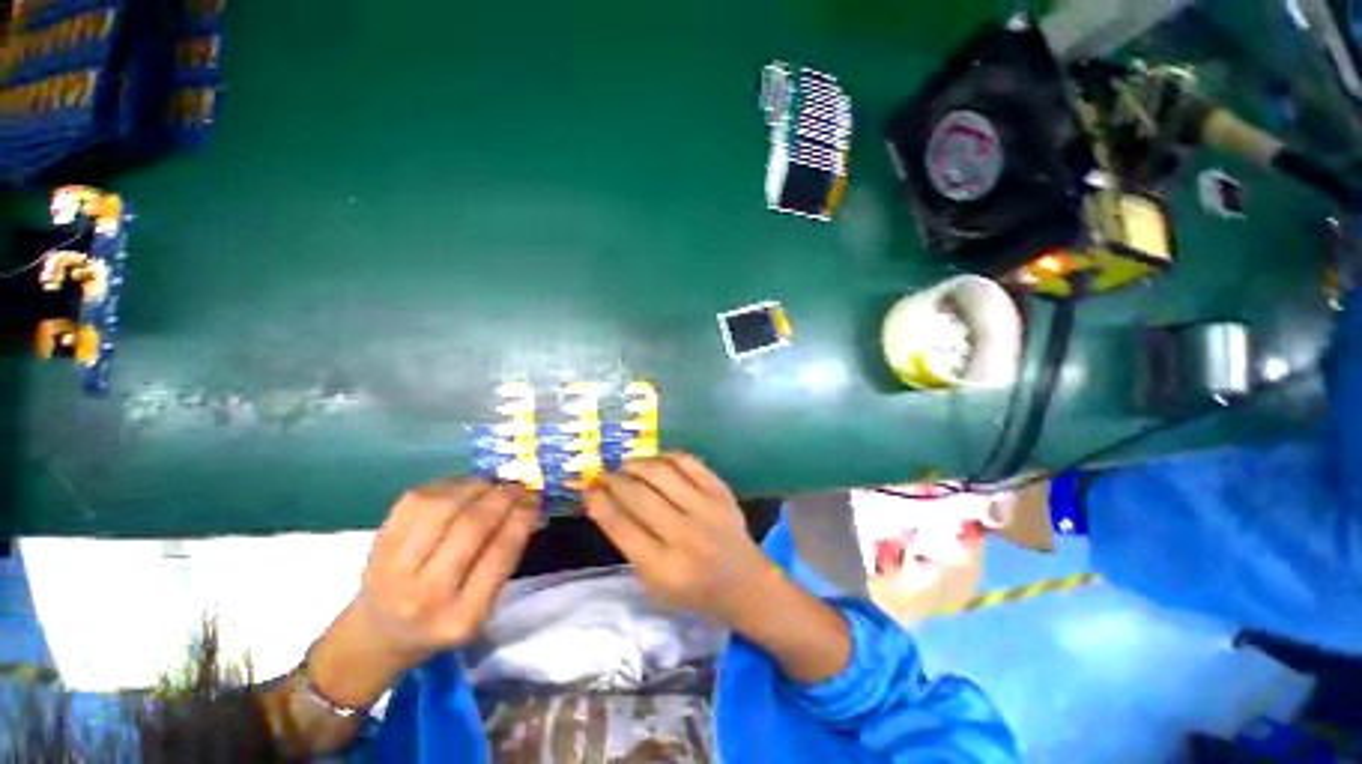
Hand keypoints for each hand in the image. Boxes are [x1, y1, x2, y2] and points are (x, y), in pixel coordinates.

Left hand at [355, 479, 538, 659]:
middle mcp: (425, 595)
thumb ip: (505, 560)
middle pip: (471, 526)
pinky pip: (415, 500)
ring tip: (492, 483)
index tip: (535, 499)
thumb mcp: (482, 607)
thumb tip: (529, 507)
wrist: (378, 635)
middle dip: (502, 497)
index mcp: (462, 617)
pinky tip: (462, 487)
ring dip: (476, 486)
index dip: (522, 517)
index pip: (500, 554)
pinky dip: (447, 485)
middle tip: (518, 486)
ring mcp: (394, 568)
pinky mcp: (377, 544)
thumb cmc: (442, 621)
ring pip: (442, 506)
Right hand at [583, 453, 776, 624]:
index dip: (599, 502)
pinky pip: (689, 463)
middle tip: (602, 474)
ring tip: (626, 465)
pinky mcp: (721, 492)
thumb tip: (607, 503)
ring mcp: (706, 509)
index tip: (588, 489)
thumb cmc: (694, 591)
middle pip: (638, 495)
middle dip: (613, 480)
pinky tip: (656, 459)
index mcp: (663, 568)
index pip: (621, 526)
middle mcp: (684, 535)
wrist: (746, 584)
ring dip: (637, 464)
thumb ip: (630, 546)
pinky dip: (667, 456)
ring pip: (661, 473)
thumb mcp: (655, 585)